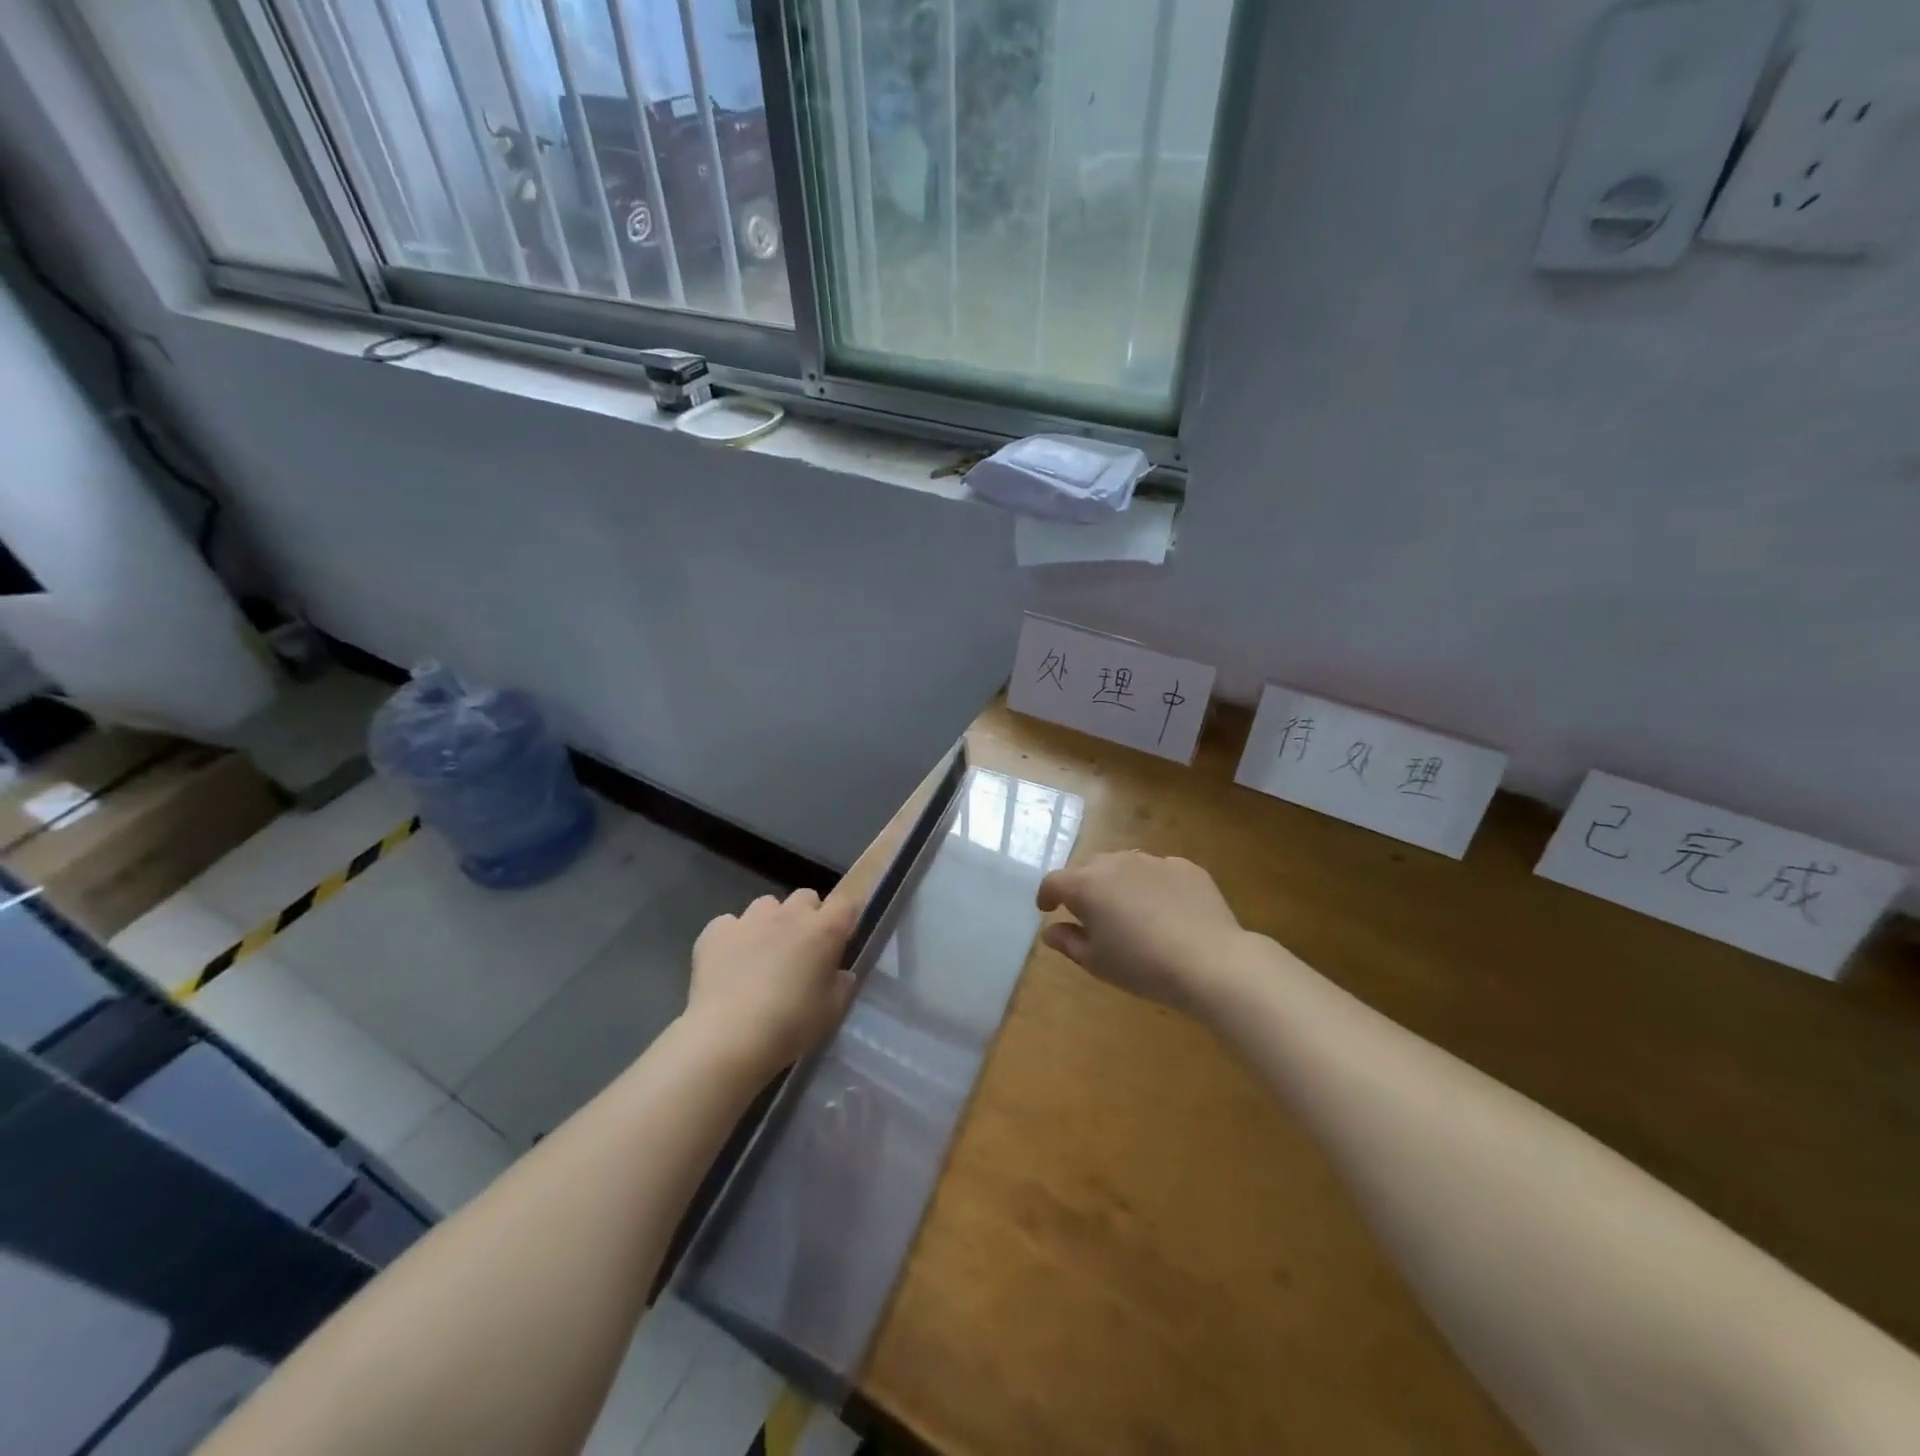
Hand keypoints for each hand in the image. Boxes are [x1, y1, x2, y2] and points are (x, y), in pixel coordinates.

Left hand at [685, 889, 857, 1078]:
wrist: (730, 1036)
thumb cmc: (791, 1025)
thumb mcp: (832, 1012)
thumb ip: (842, 986)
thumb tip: (841, 973)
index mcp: (824, 931)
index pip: (844, 904)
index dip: (842, 918)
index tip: (838, 939)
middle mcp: (790, 915)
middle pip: (804, 897)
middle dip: (806, 915)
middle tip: (800, 948)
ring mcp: (750, 919)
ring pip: (766, 905)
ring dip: (769, 922)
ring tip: (761, 953)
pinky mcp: (716, 931)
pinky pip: (729, 924)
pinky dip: (732, 938)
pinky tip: (728, 963)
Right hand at [1036, 851, 1249, 1013]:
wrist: (1210, 961)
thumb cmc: (1142, 966)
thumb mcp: (1096, 962)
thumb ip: (1068, 941)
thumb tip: (1051, 930)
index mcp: (1087, 885)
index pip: (1054, 881)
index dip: (1047, 895)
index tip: (1048, 909)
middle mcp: (1116, 863)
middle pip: (1089, 868)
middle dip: (1083, 886)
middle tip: (1090, 913)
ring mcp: (1153, 861)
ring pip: (1125, 865)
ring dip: (1118, 882)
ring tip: (1129, 910)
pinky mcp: (1185, 866)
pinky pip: (1159, 871)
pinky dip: (1153, 886)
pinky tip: (1166, 911)